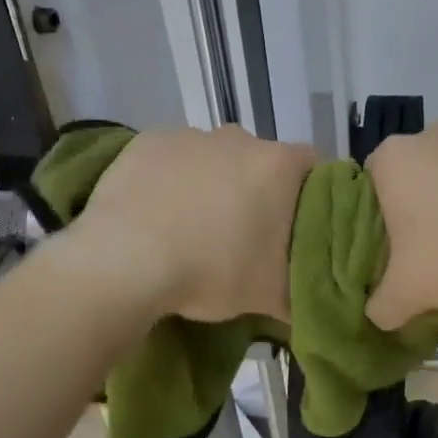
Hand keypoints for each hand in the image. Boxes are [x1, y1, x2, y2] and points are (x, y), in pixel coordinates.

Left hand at [75, 126, 315, 322]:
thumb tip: (314, 301)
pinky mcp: (148, 142)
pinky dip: (171, 179)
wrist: (123, 261)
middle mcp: (239, 139)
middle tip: (244, 233)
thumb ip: (303, 293)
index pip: (314, 166)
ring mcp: (190, 136)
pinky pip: (172, 158)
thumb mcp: (271, 296)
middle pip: (260, 161)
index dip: (310, 193)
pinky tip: (158, 213)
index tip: (297, 224)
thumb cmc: (211, 271)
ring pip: (214, 158)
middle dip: (257, 189)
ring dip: (212, 182)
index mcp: (278, 166)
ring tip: (194, 226)